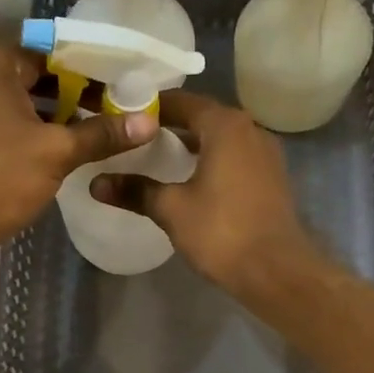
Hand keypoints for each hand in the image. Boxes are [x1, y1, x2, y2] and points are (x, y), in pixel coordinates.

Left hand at [0, 38, 156, 245]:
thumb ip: (102, 133)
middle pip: (43, 72)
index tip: (126, 79)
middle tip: (122, 102)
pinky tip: (74, 140)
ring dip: (64, 110)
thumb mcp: (57, 152)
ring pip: (30, 97)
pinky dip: (42, 125)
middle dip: (81, 89)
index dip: (93, 64)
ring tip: (106, 123)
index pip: (56, 49)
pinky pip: (16, 116)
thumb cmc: (1, 175)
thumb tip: (149, 122)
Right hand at [89, 92, 321, 293]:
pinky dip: (211, 160)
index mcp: (225, 126)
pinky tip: (190, 180)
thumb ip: (135, 191)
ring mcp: (265, 153)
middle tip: (134, 138)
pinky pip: (234, 157)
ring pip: (220, 138)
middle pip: (203, 117)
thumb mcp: (172, 209)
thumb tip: (96, 183)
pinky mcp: (271, 178)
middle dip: (170, 125)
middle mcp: (250, 129)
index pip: (182, 101)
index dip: (150, 107)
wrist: (276, 271)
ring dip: (192, 144)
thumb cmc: (222, 231)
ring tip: (157, 158)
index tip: (122, 116)